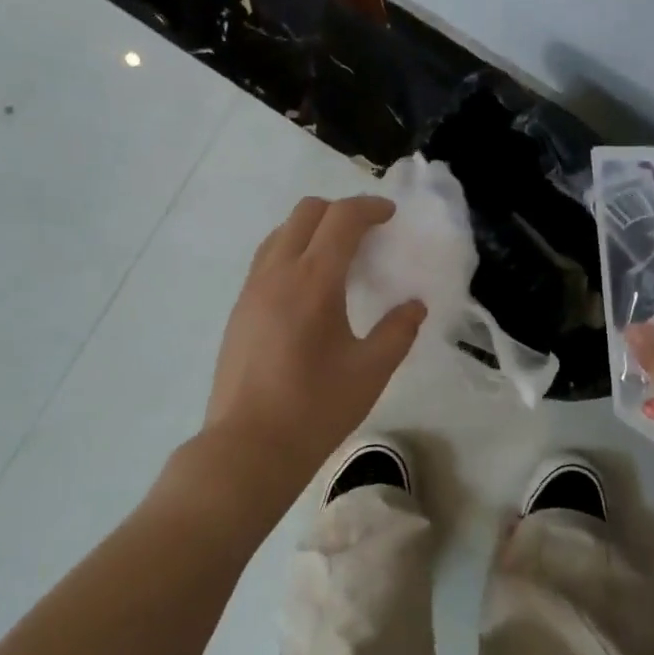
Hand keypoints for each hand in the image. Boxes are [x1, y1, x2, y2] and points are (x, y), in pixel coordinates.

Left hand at [205, 195, 426, 478]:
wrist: (250, 446)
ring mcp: (251, 290)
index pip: (341, 219)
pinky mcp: (239, 310)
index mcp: (313, 281)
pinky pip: (266, 260)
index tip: (390, 216)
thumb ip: (398, 332)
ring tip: (338, 259)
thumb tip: (414, 306)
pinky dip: (292, 253)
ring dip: (312, 230)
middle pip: (306, 213)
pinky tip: (308, 289)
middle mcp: (276, 273)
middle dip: (340, 212)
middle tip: (367, 235)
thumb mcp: (371, 371)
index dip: (369, 208)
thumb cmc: (316, 409)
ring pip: (281, 234)